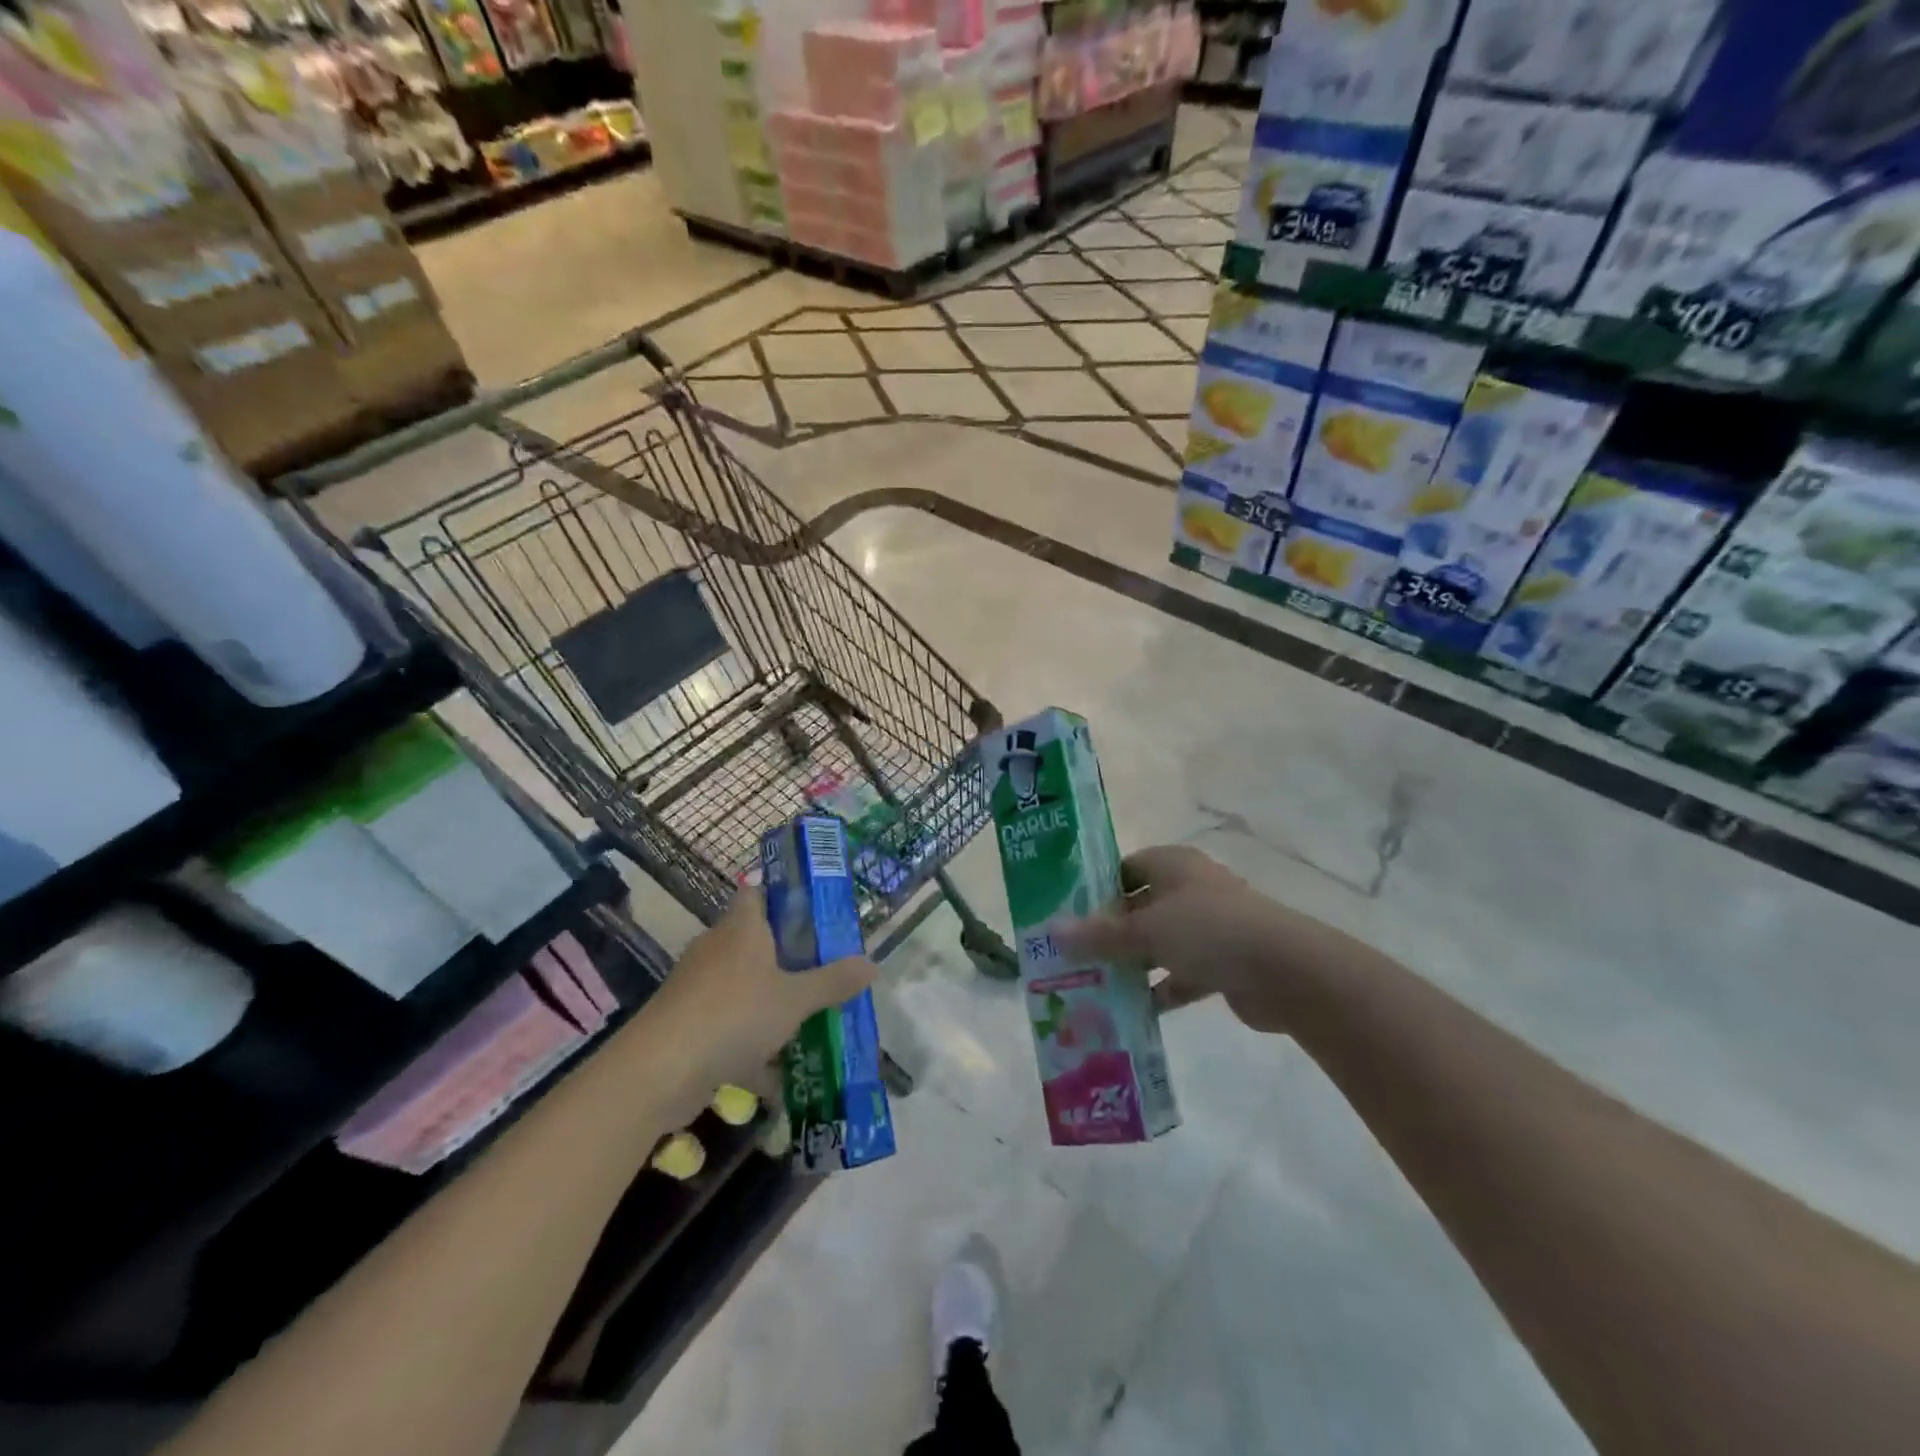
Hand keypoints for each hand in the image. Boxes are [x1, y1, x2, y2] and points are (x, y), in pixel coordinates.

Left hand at [639, 888, 876, 1105]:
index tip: (815, 914)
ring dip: (771, 1003)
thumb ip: (834, 981)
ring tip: (809, 1021)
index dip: (784, 897)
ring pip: (743, 986)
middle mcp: (716, 948)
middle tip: (825, 970)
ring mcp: (697, 986)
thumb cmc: (734, 1015)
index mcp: (742, 928)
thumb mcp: (795, 999)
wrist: (658, 1071)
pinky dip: (750, 1042)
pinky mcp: (685, 1023)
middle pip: (755, 941)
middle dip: (789, 957)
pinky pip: (728, 1023)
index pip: (758, 893)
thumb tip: (874, 963)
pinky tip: (776, 1072)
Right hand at [1052, 845, 1348, 1033]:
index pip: (1125, 868)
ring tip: (1094, 985)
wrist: (1286, 972)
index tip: (1068, 914)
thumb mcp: (1145, 930)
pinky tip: (1134, 1010)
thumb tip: (1051, 931)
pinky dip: (1161, 989)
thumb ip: (1099, 934)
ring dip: (1133, 963)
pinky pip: (1181, 973)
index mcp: (1173, 865)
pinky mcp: (1224, 963)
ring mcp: (1210, 927)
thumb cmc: (1209, 931)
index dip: (1097, 888)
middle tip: (1073, 955)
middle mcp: (1191, 889)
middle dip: (1110, 932)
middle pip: (1140, 906)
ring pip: (1160, 942)